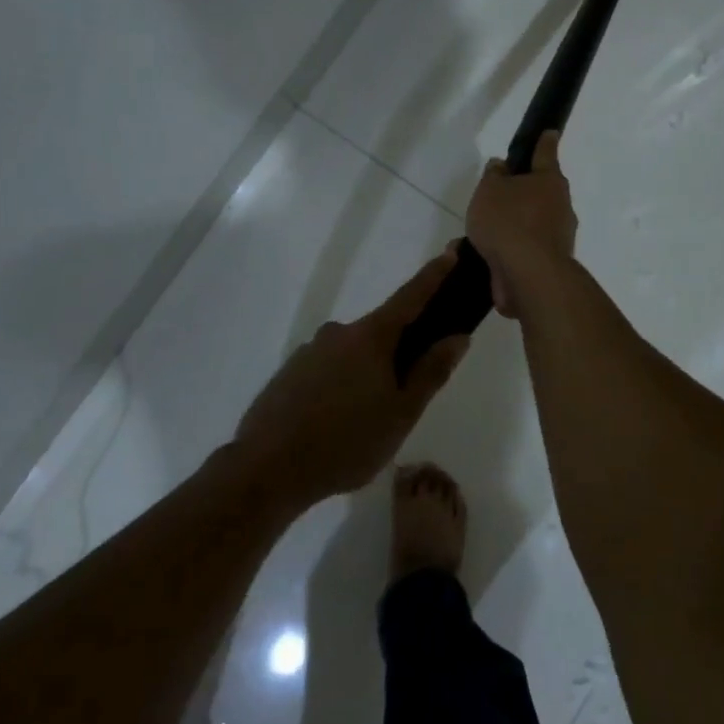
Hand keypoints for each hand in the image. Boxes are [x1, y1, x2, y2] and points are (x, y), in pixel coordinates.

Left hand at [235, 247, 470, 503]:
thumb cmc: (346, 442)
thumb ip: (431, 372)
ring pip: (352, 355)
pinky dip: (340, 386)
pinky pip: (327, 371)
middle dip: (399, 352)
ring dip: (367, 374)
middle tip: (407, 393)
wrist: (266, 470)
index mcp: (371, 338)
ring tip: (368, 421)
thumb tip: (457, 336)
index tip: (450, 254)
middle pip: (381, 332)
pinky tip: (338, 423)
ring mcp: (309, 352)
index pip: (410, 296)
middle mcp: (338, 334)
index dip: (433, 276)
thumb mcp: (401, 413)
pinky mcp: (289, 373)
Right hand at [465, 131, 578, 317]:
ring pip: (531, 223)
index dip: (545, 142)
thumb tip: (502, 166)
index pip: (546, 153)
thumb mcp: (490, 190)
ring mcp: (558, 237)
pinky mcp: (549, 263)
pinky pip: (525, 248)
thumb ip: (494, 175)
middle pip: (541, 192)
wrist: (529, 276)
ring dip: (512, 225)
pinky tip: (485, 254)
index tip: (550, 132)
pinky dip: (509, 249)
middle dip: (522, 192)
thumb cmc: (509, 222)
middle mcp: (560, 206)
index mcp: (550, 181)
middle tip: (497, 194)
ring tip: (480, 232)